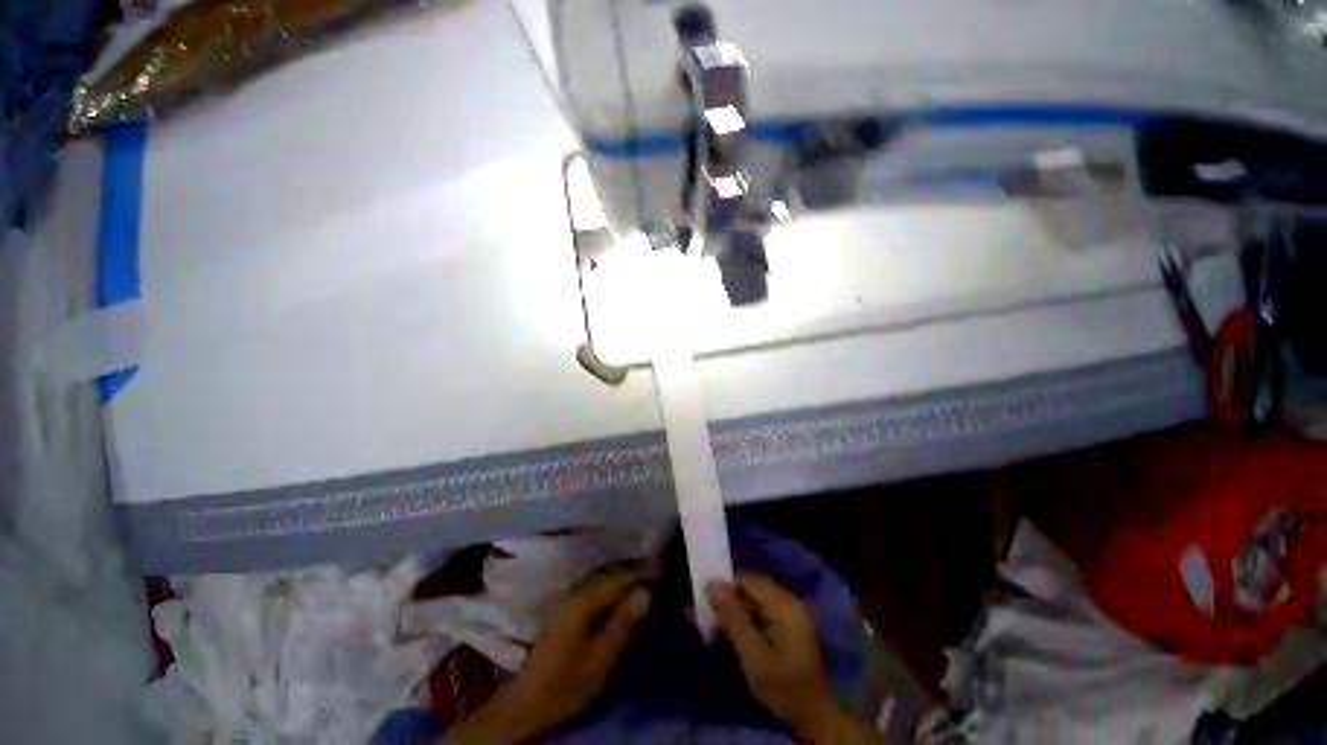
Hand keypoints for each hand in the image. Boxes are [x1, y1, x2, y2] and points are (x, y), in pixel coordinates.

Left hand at [443, 572, 650, 742]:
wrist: (527, 705)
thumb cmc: (567, 685)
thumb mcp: (600, 661)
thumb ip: (623, 625)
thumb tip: (646, 592)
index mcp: (584, 602)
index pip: (620, 580)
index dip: (643, 574)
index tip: (664, 570)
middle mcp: (576, 594)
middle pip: (611, 576)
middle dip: (635, 572)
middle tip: (659, 571)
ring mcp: (569, 602)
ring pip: (603, 582)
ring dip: (625, 578)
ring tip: (646, 578)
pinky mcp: (567, 613)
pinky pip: (596, 591)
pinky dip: (613, 589)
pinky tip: (622, 595)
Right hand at [708, 574, 876, 744]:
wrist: (812, 715)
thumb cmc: (782, 687)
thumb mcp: (752, 655)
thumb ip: (732, 617)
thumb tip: (712, 584)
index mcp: (785, 605)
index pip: (749, 580)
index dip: (725, 587)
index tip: (705, 602)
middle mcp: (790, 600)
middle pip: (752, 588)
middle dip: (728, 599)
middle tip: (707, 616)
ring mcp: (791, 609)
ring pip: (754, 598)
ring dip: (735, 610)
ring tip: (714, 627)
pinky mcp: (788, 620)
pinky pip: (761, 609)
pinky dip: (745, 618)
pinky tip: (731, 631)